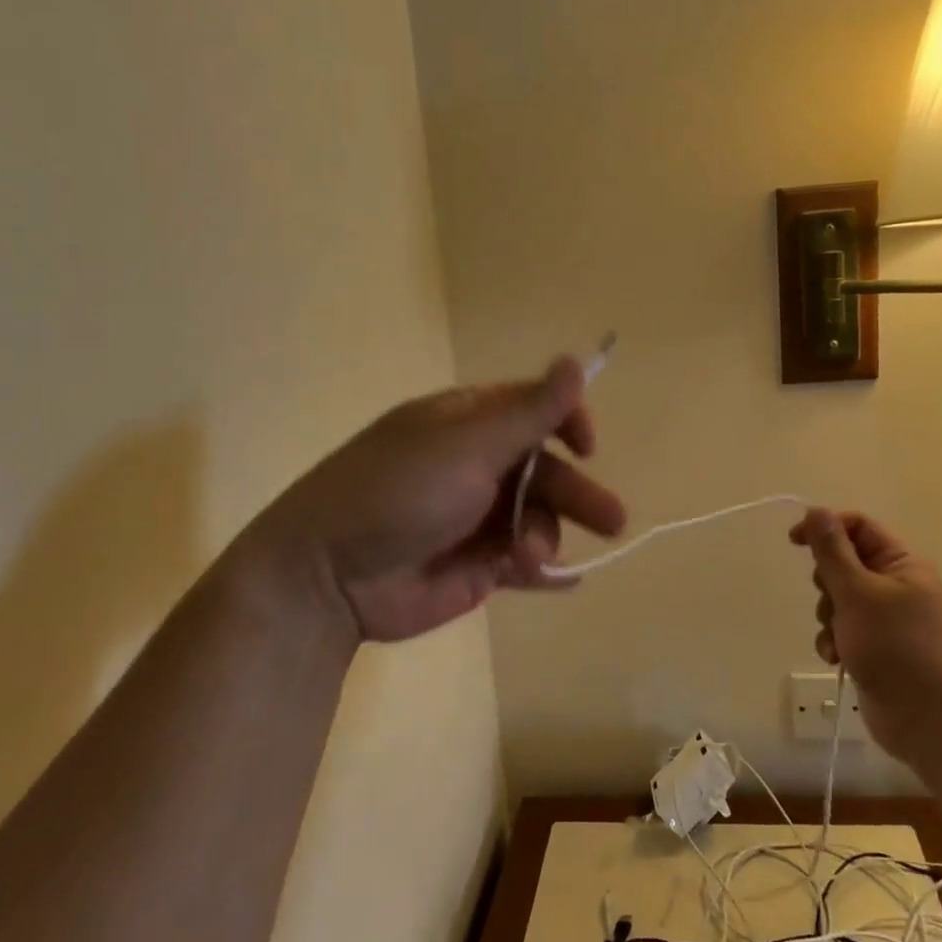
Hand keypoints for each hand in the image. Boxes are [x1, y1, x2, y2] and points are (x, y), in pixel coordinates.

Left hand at [236, 357, 625, 645]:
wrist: (329, 577)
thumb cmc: (398, 493)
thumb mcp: (466, 446)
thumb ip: (529, 412)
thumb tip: (577, 361)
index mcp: (466, 424)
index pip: (530, 409)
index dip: (565, 421)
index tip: (587, 445)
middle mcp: (474, 465)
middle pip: (545, 469)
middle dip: (577, 493)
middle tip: (613, 521)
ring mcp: (476, 518)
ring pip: (539, 518)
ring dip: (546, 536)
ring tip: (532, 558)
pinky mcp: (476, 566)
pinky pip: (525, 561)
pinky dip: (546, 570)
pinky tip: (563, 580)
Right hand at [790, 508, 941, 754]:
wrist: (932, 721)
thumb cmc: (897, 648)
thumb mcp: (858, 593)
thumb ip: (832, 551)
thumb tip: (816, 510)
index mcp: (902, 564)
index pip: (858, 526)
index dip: (825, 528)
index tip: (794, 541)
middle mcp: (897, 586)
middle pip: (844, 563)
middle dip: (827, 584)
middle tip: (833, 602)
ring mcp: (887, 620)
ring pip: (839, 599)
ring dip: (828, 617)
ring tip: (838, 639)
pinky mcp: (876, 648)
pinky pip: (843, 630)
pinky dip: (834, 640)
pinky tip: (836, 658)